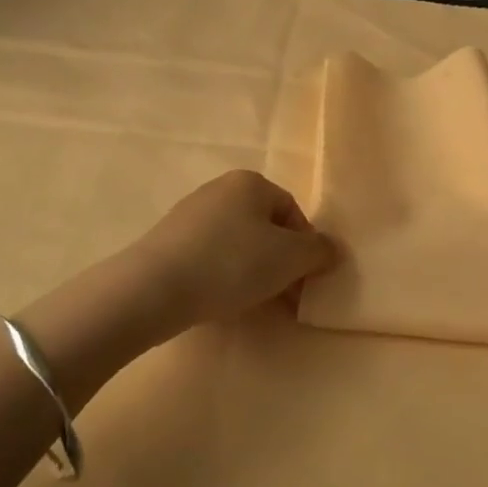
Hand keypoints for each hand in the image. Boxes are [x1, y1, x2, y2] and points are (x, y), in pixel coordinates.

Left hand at [128, 169, 335, 332]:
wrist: (154, 288)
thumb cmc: (231, 264)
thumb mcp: (288, 258)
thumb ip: (318, 251)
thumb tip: (333, 249)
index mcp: (250, 182)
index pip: (292, 211)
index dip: (305, 248)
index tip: (305, 282)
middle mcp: (220, 189)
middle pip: (264, 227)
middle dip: (280, 263)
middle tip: (285, 297)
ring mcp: (191, 214)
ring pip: (238, 243)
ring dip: (253, 272)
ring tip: (255, 304)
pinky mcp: (169, 241)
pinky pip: (210, 256)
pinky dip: (223, 276)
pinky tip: (222, 300)